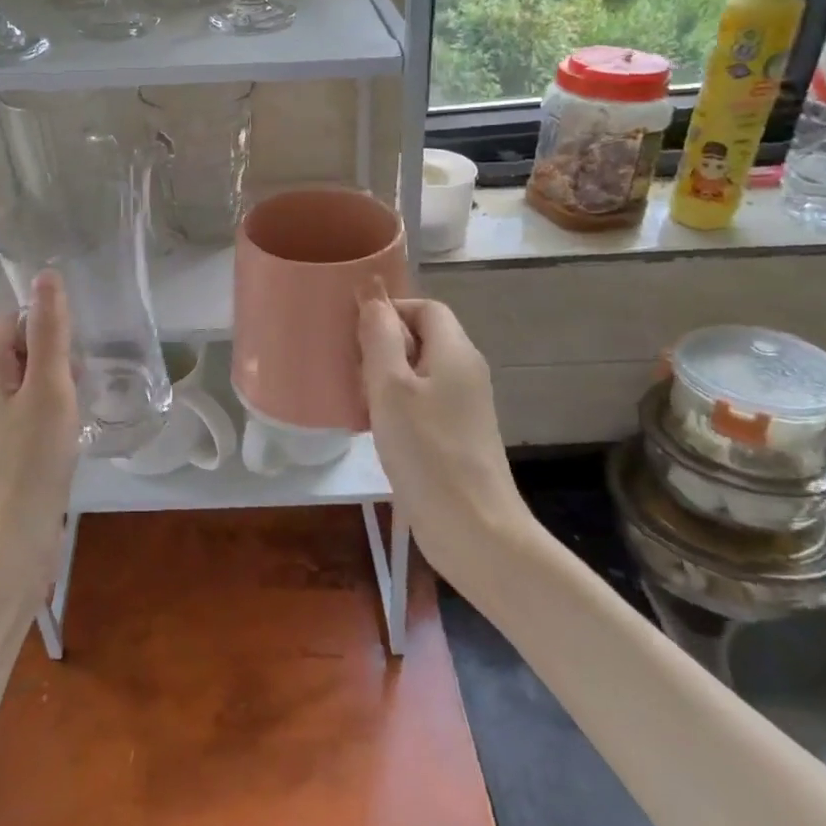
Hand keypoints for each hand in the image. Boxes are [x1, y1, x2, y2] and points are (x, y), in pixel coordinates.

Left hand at [0, 271, 81, 593]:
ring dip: (55, 385)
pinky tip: (69, 433)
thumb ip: (49, 331)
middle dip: (54, 356)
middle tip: (83, 381)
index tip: (78, 348)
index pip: (11, 319)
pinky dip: (49, 412)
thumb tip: (47, 275)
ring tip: (81, 406)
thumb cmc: (30, 462)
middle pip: (18, 349)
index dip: (46, 323)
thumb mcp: (48, 389)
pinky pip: (25, 411)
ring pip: (25, 381)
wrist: (8, 546)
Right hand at [357, 286, 537, 586]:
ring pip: (419, 373)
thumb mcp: (391, 387)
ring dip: (385, 379)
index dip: (390, 311)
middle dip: (383, 346)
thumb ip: (380, 336)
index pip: (425, 307)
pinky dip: (396, 406)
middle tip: (352, 370)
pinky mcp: (457, 436)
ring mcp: (464, 407)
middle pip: (422, 338)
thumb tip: (371, 296)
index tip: (356, 335)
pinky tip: (374, 428)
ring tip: (358, 400)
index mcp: (455, 352)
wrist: (473, 530)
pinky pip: (423, 403)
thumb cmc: (427, 451)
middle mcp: (465, 372)